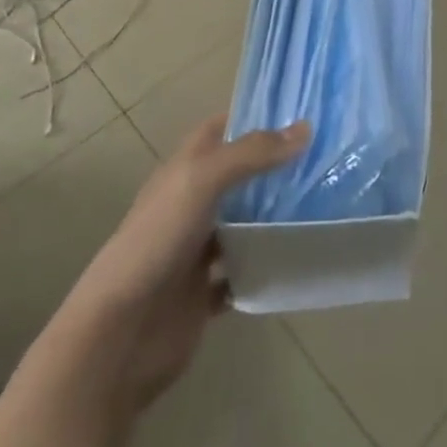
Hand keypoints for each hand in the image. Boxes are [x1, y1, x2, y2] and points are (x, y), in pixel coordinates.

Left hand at [69, 116, 307, 411]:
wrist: (120, 334)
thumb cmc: (157, 241)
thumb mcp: (202, 181)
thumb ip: (252, 154)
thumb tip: (305, 129)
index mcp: (184, 170)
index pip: (221, 129)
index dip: (255, 117)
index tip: (300, 112)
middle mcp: (191, 203)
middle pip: (239, 175)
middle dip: (275, 166)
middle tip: (326, 158)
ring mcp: (198, 248)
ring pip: (244, 223)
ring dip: (274, 216)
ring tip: (323, 204)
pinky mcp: (205, 291)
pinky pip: (243, 272)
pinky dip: (264, 266)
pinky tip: (296, 258)